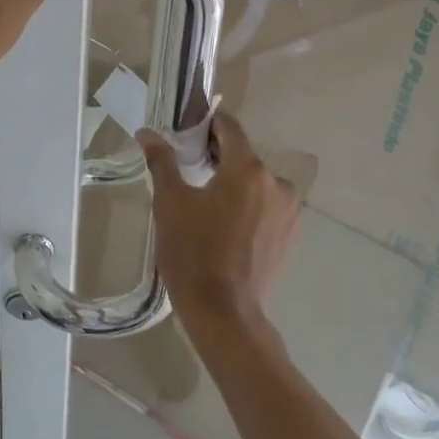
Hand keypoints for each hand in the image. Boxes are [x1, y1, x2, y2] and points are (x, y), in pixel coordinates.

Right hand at [137, 110, 300, 331]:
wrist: (223, 312)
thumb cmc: (192, 252)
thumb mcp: (170, 203)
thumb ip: (161, 161)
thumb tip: (146, 132)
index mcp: (248, 169)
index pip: (230, 128)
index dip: (207, 125)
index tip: (187, 135)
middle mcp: (277, 183)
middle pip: (244, 156)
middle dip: (218, 157)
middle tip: (188, 172)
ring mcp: (290, 211)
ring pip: (257, 183)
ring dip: (236, 185)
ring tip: (208, 206)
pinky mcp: (292, 236)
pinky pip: (268, 207)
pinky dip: (250, 208)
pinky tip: (228, 228)